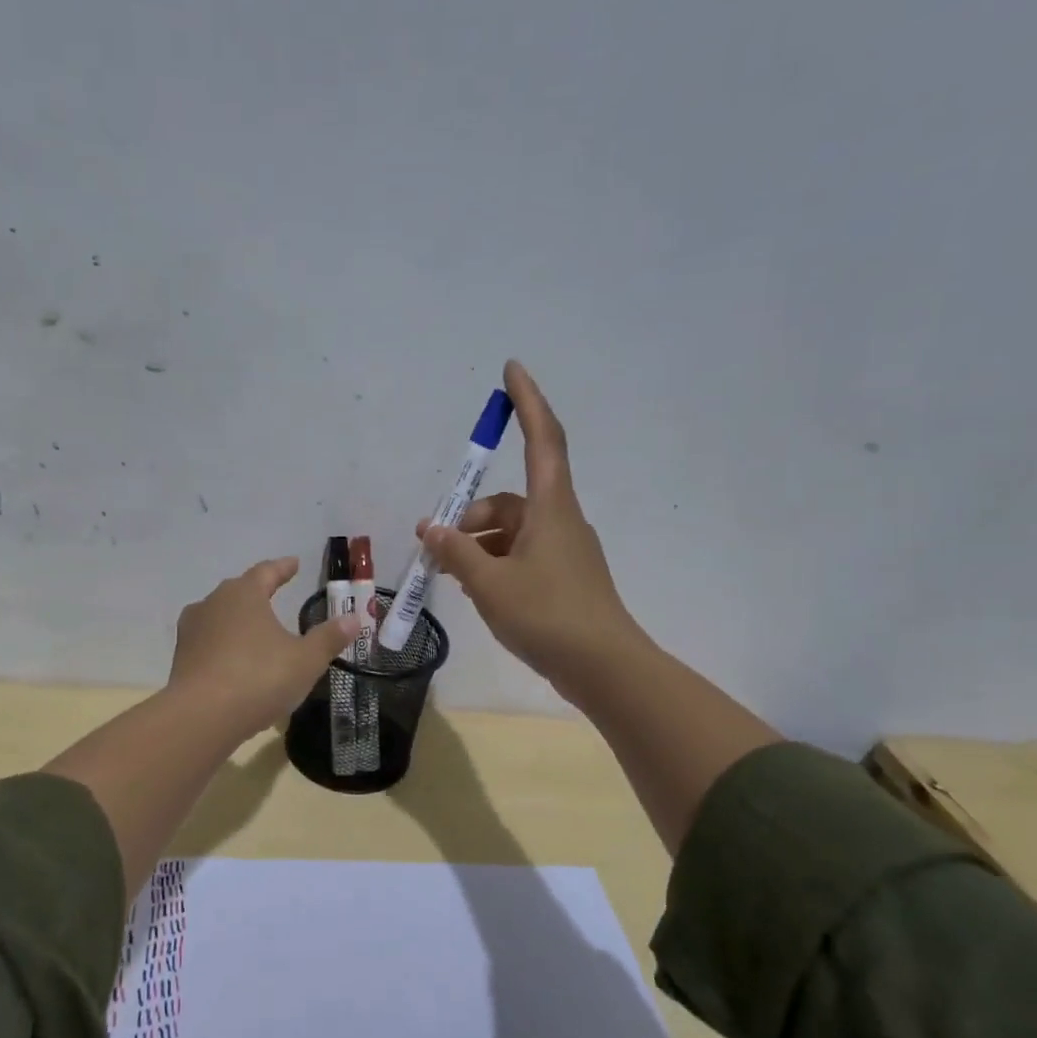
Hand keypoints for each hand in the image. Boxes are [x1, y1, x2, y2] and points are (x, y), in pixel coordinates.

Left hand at [168, 557, 360, 736]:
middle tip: (274, 592)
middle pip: (238, 590)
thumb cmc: (259, 678)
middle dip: (257, 591)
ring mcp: (192, 630)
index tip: (294, 564)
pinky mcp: (181, 658)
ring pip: (219, 615)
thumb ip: (329, 638)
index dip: (283, 568)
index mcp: (244, 594)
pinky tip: (234, 659)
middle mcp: (213, 603)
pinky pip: (209, 642)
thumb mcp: (305, 660)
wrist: (201, 717)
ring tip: (255, 628)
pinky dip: (224, 644)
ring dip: (237, 619)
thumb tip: (354, 618)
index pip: (266, 572)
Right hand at [418, 360, 647, 707]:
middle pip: (511, 500)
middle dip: (471, 515)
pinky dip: (494, 564)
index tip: (511, 369)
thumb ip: (457, 553)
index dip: (528, 402)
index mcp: (551, 509)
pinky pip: (520, 557)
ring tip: (447, 573)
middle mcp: (560, 522)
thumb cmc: (548, 616)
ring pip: (512, 532)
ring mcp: (564, 552)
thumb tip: (432, 529)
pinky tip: (473, 588)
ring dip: (478, 544)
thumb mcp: (490, 584)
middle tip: (436, 544)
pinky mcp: (563, 579)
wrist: (604, 668)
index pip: (542, 439)